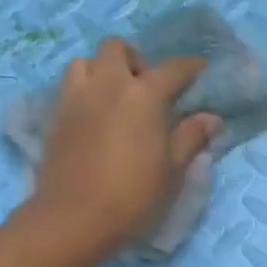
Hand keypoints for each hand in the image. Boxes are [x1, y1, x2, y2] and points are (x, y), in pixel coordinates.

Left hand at [14, 37, 220, 264]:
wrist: (75, 218)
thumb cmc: (134, 195)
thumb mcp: (173, 170)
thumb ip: (191, 137)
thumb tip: (211, 117)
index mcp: (143, 96)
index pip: (172, 68)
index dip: (191, 66)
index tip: (201, 69)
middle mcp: (107, 85)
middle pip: (117, 48)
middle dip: (136, 60)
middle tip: (149, 87)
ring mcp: (75, 97)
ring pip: (86, 61)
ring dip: (104, 70)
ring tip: (117, 98)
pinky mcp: (55, 116)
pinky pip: (70, 86)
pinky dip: (86, 90)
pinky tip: (97, 117)